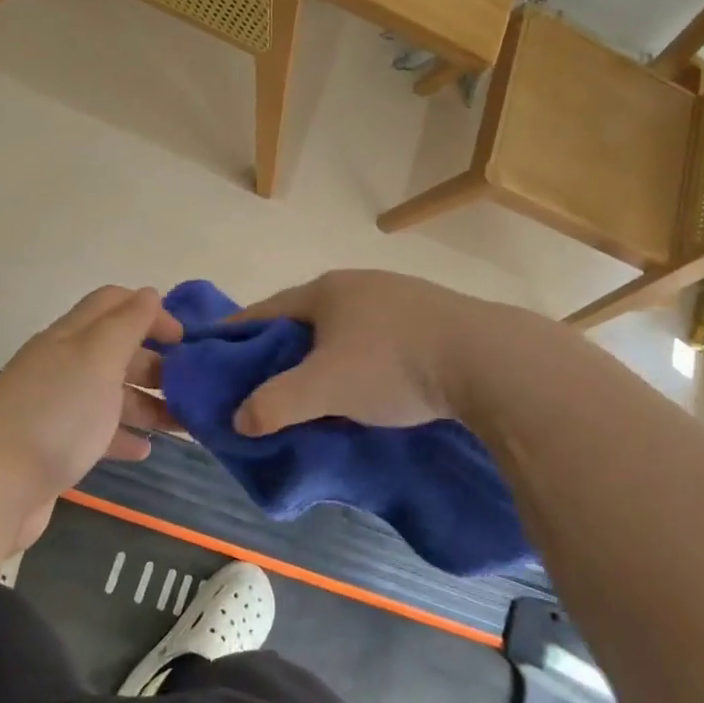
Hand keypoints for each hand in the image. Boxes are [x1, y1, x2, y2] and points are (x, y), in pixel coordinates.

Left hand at [0, 287, 181, 549]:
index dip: (152, 312)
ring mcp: (57, 408)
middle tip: (193, 386)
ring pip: (111, 394)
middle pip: (116, 350)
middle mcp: (62, 366)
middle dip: (156, 362)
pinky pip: (97, 433)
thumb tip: (149, 294)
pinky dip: (123, 436)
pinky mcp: (55, 447)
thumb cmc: (55, 415)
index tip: (186, 340)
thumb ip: (126, 324)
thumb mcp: (97, 359)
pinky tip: (145, 450)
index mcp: (71, 337)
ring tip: (184, 423)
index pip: (114, 304)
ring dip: (148, 402)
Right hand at [230, 271, 488, 434]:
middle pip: (305, 317)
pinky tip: (370, 381)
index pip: (265, 310)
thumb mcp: (324, 388)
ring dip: (325, 353)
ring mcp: (399, 295)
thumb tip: (238, 419)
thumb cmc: (392, 364)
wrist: (487, 359)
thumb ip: (275, 404)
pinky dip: (361, 356)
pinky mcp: (431, 315)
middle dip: (282, 347)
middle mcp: (359, 283)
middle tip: (265, 381)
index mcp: (325, 291)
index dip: (237, 333)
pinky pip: (379, 335)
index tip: (216, 355)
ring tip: (317, 387)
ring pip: (345, 326)